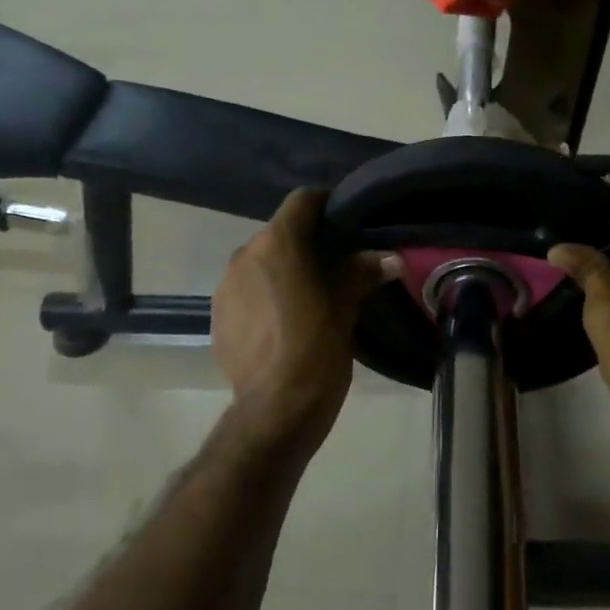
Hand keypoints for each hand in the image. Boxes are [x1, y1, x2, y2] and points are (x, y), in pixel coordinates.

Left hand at [211, 189, 397, 448]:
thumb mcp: (346, 307)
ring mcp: (225, 286)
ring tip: (307, 296)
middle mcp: (245, 255)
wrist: (276, 407)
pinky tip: (282, 322)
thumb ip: (363, 273)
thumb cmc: (317, 348)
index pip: (302, 201)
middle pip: (279, 234)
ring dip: (282, 271)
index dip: (325, 204)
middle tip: (334, 264)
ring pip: (259, 263)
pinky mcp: (217, 316)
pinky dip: (263, 296)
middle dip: (305, 244)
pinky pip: (244, 292)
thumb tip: (392, 258)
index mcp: (278, 244)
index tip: (346, 221)